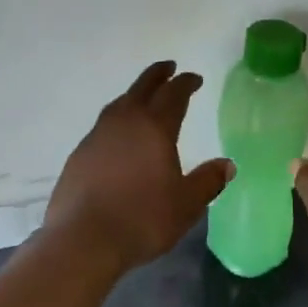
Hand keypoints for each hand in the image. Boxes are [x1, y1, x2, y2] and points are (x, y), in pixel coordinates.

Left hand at [45, 61, 235, 273]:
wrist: (82, 239)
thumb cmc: (142, 219)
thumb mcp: (186, 205)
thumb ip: (208, 181)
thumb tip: (227, 164)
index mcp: (155, 127)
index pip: (174, 94)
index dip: (186, 83)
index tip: (195, 79)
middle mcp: (125, 121)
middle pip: (143, 87)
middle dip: (158, 75)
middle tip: (169, 67)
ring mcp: (98, 135)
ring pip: (119, 103)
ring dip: (135, 95)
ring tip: (143, 98)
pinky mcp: (79, 153)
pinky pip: (103, 125)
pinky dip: (117, 120)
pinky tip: (119, 136)